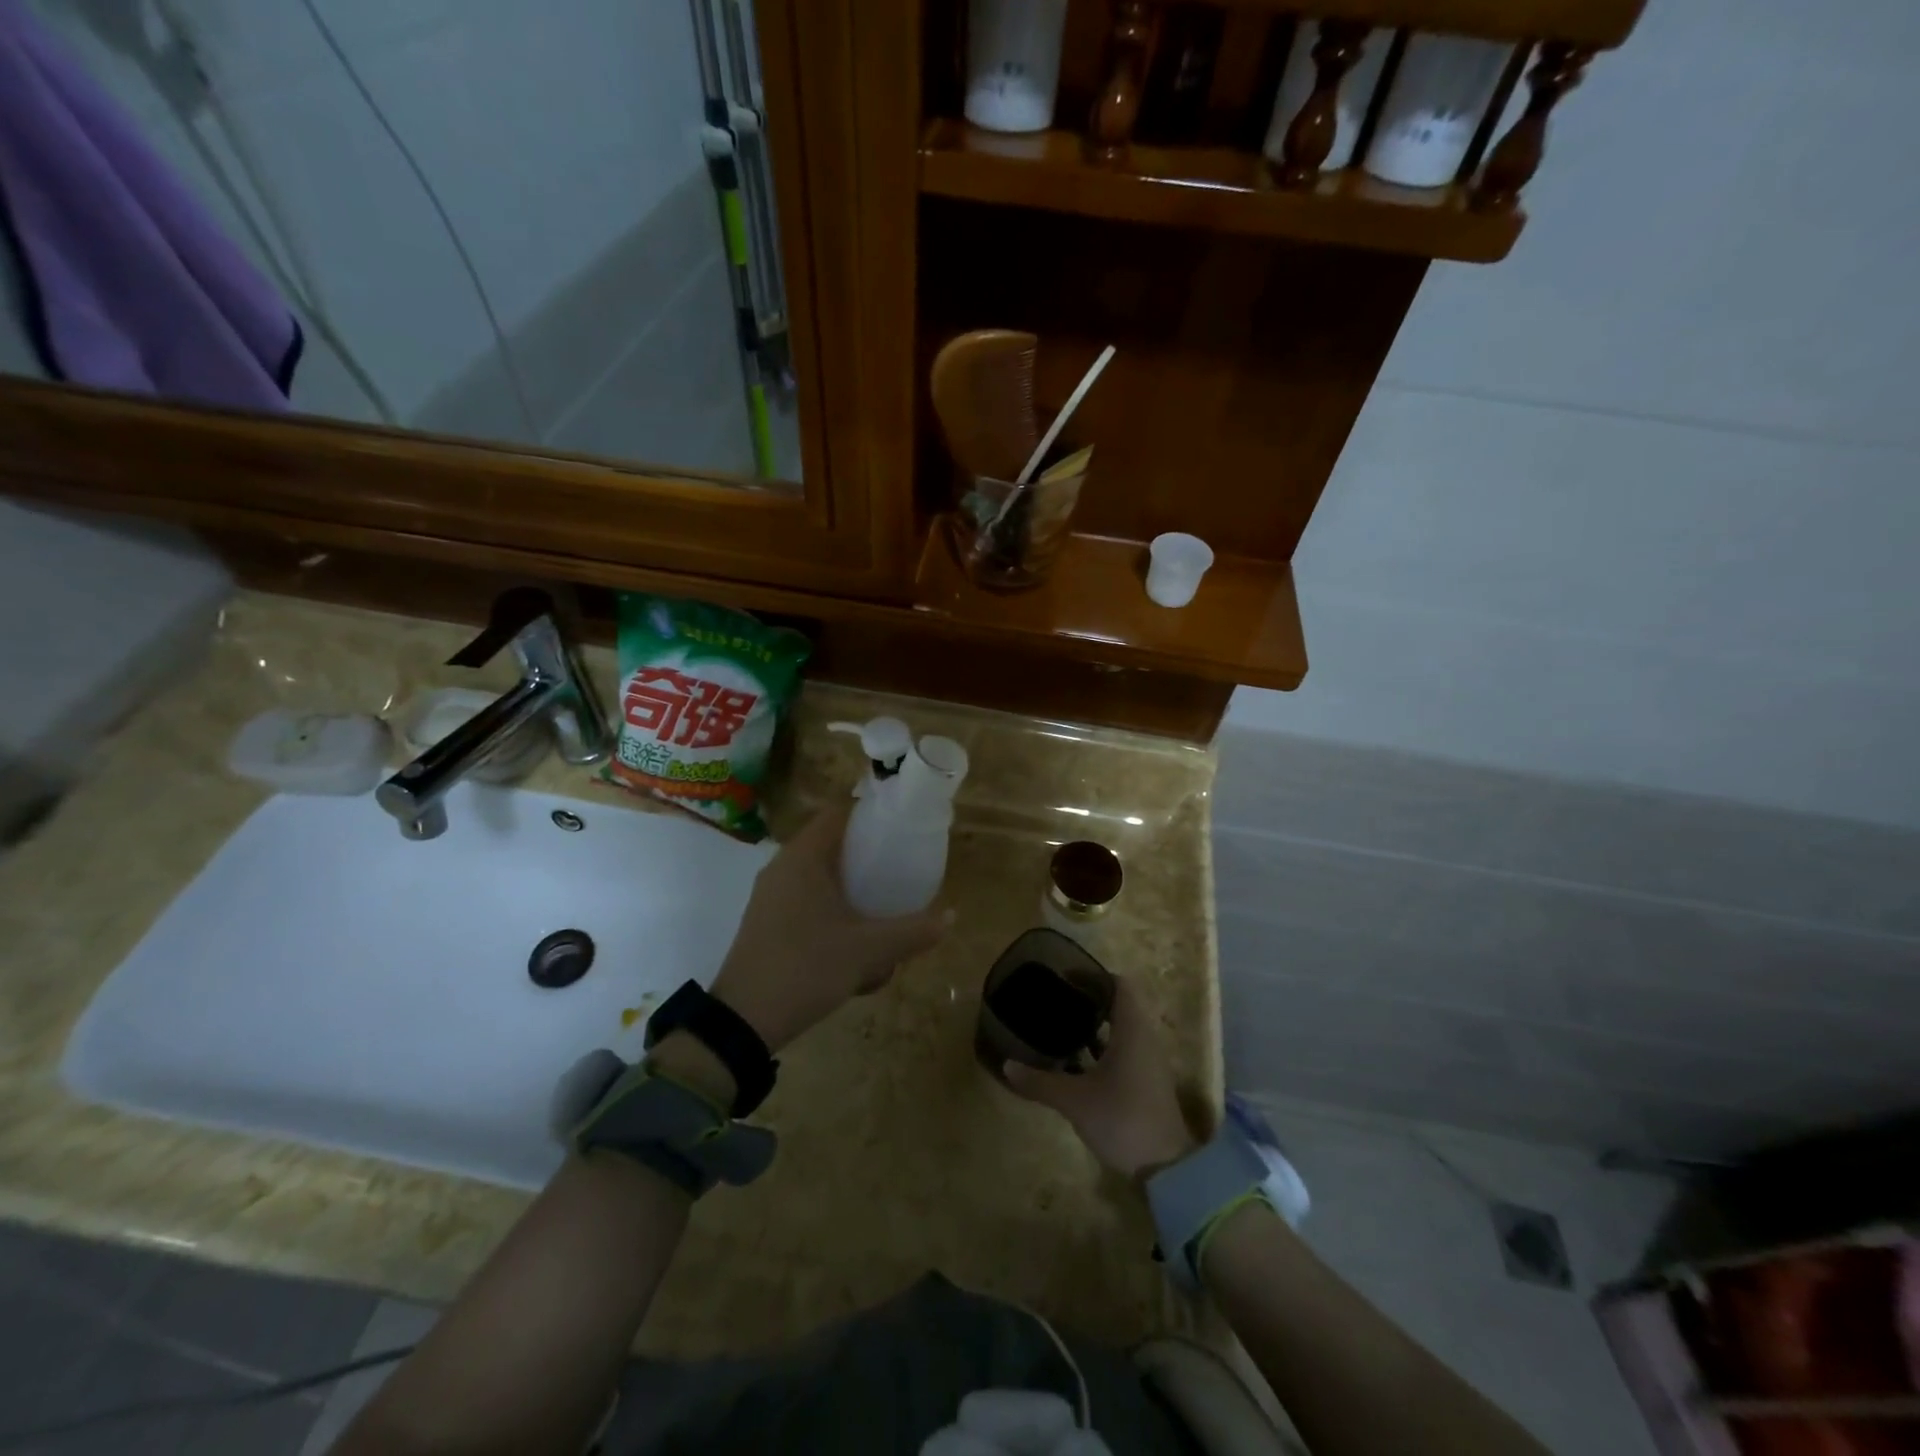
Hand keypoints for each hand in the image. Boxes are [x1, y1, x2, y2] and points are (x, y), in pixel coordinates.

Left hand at [708, 805, 951, 1052]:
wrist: (743, 1021)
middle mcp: (783, 867)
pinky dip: (832, 916)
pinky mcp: (766, 924)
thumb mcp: (868, 950)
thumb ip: (912, 931)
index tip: (901, 830)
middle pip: (832, 847)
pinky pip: (807, 904)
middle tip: (900, 875)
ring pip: (821, 881)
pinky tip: (854, 947)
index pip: (838, 813)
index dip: (870, 815)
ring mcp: (771, 897)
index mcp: (803, 857)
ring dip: (851, 895)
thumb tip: (951, 918)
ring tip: (882, 918)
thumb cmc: (807, 968)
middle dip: (867, 862)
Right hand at [1004, 977, 1196, 1181]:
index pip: (1118, 984)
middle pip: (1119, 1004)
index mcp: (1132, 1029)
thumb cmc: (1122, 1119)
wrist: (1168, 1168)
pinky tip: (1078, 1062)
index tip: (1064, 977)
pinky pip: (1125, 1049)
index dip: (1092, 976)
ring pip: (1122, 1029)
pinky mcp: (1148, 1081)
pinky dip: (1103, 1047)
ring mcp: (1149, 1061)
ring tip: (1062, 1027)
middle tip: (1057, 1001)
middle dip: (1089, 999)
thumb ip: (1040, 1082)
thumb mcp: (1075, 1100)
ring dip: (1096, 1025)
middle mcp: (1145, 1037)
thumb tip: (1007, 1065)